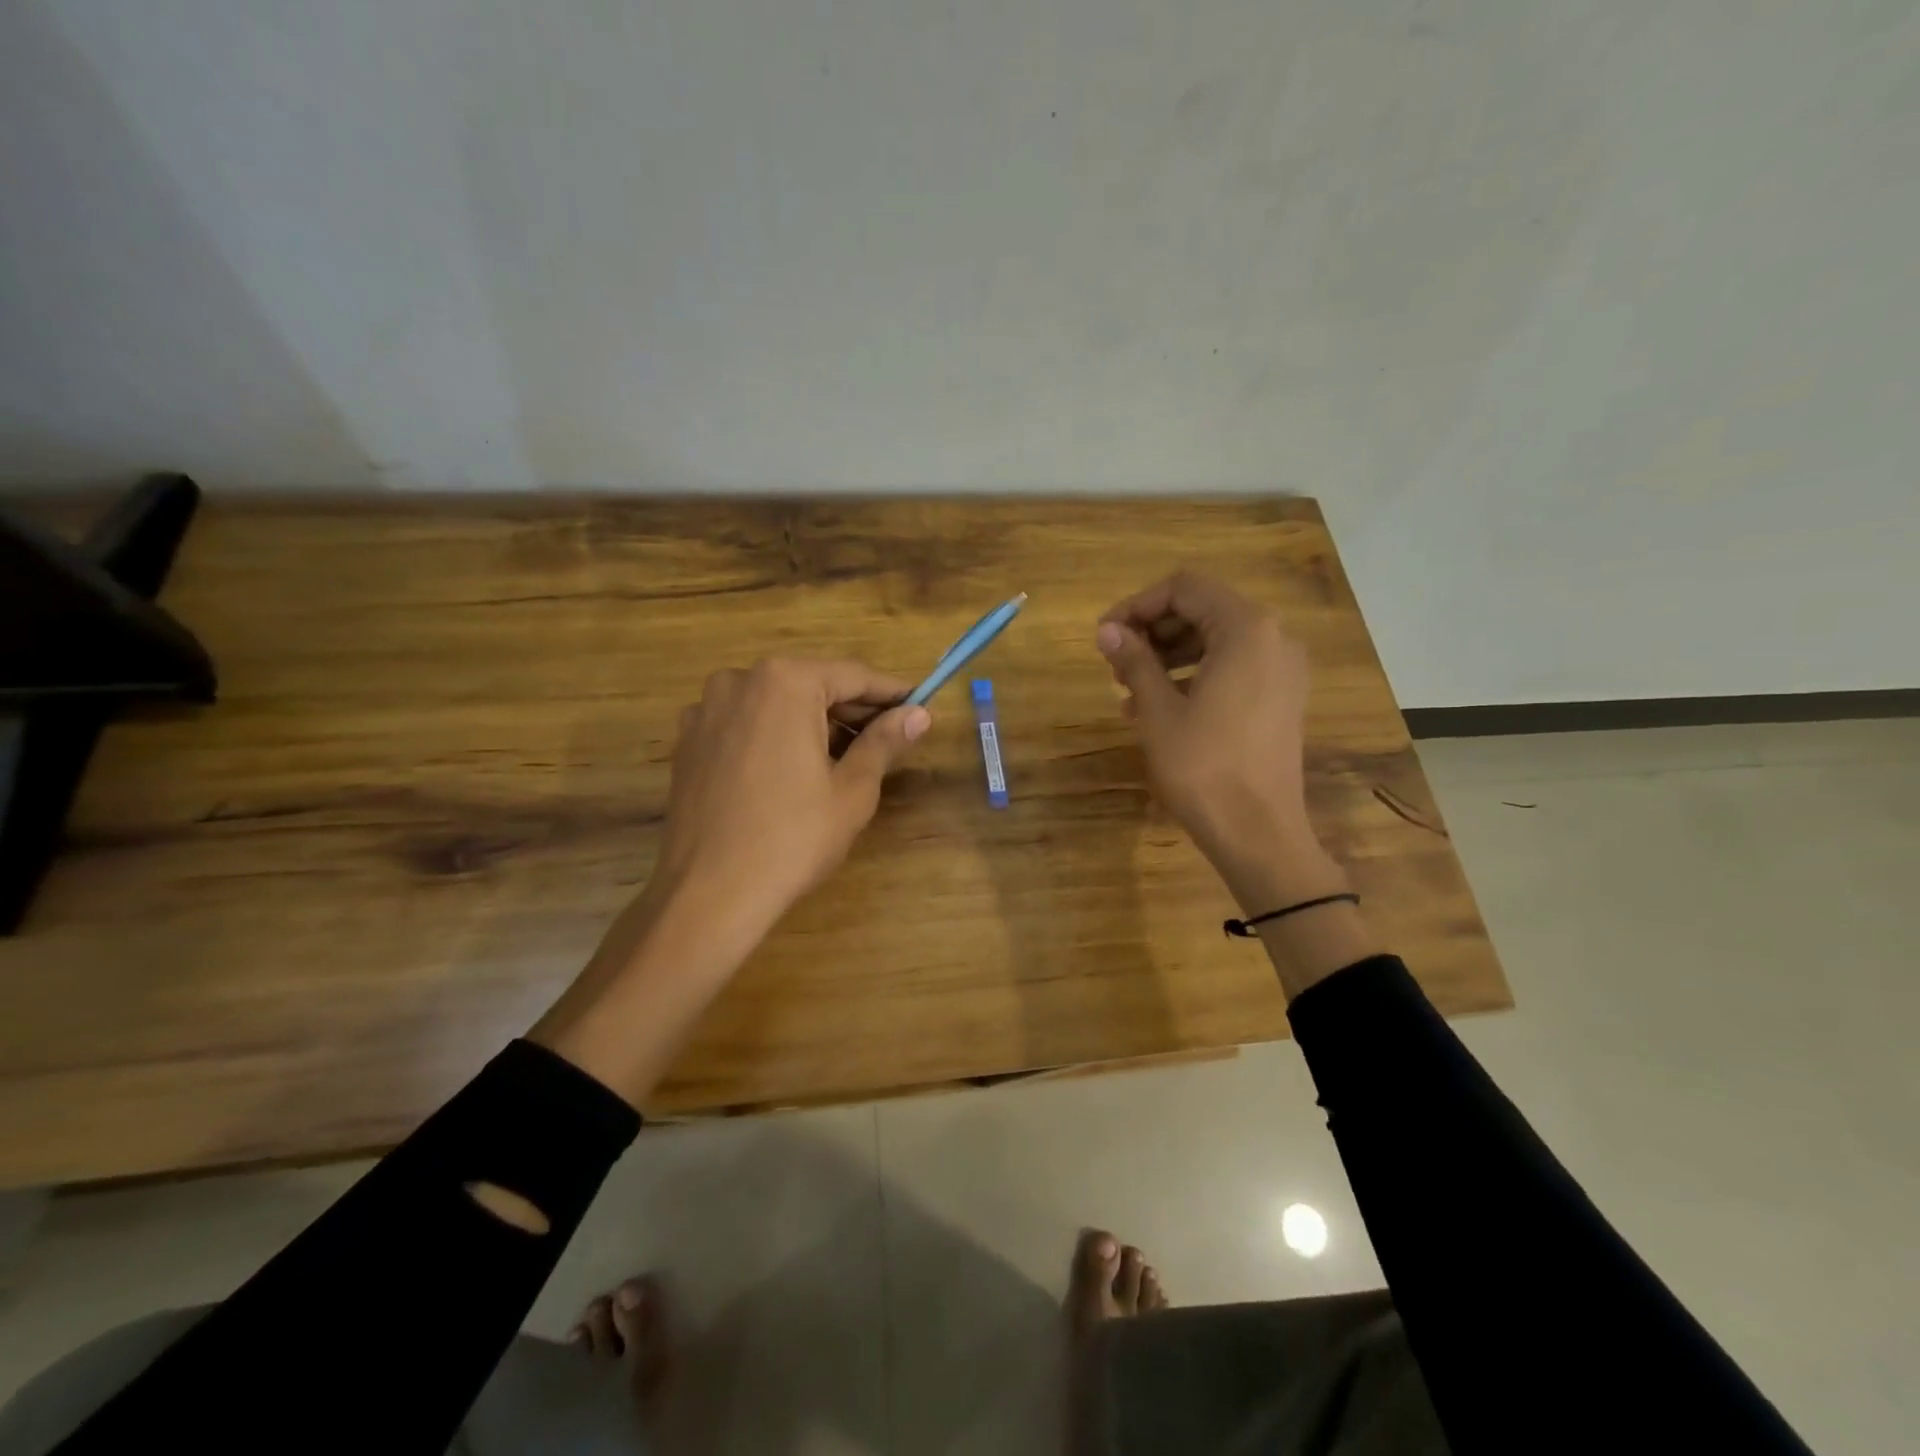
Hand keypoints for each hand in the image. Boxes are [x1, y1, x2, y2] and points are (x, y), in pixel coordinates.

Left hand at [531, 657, 928, 1106]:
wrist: (708, 894)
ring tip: (847, 758)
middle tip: (891, 737)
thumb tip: (920, 714)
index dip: (891, 693)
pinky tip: (795, 771)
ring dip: (814, 723)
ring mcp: (706, 710)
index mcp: (784, 681)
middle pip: (812, 685)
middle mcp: (739, 681)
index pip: (852, 676)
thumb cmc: (793, 838)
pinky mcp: (689, 742)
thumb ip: (885, 742)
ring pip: (777, 704)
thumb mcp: (852, 789)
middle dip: (852, 710)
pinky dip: (776, 736)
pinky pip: (746, 725)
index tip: (920, 705)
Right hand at [1096, 572, 1341, 911]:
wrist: (1258, 832)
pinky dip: (1194, 675)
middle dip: (1154, 631)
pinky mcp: (1281, 698)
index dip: (1138, 605)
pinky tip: (1158, 708)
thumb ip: (1134, 660)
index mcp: (1246, 630)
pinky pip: (1233, 668)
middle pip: (1203, 610)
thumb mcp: (1159, 710)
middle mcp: (1273, 639)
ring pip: (1217, 641)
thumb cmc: (1203, 766)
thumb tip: (1107, 630)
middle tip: (1116, 663)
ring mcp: (1282, 670)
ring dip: (1169, 655)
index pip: (1185, 589)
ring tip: (1129, 690)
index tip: (1105, 635)